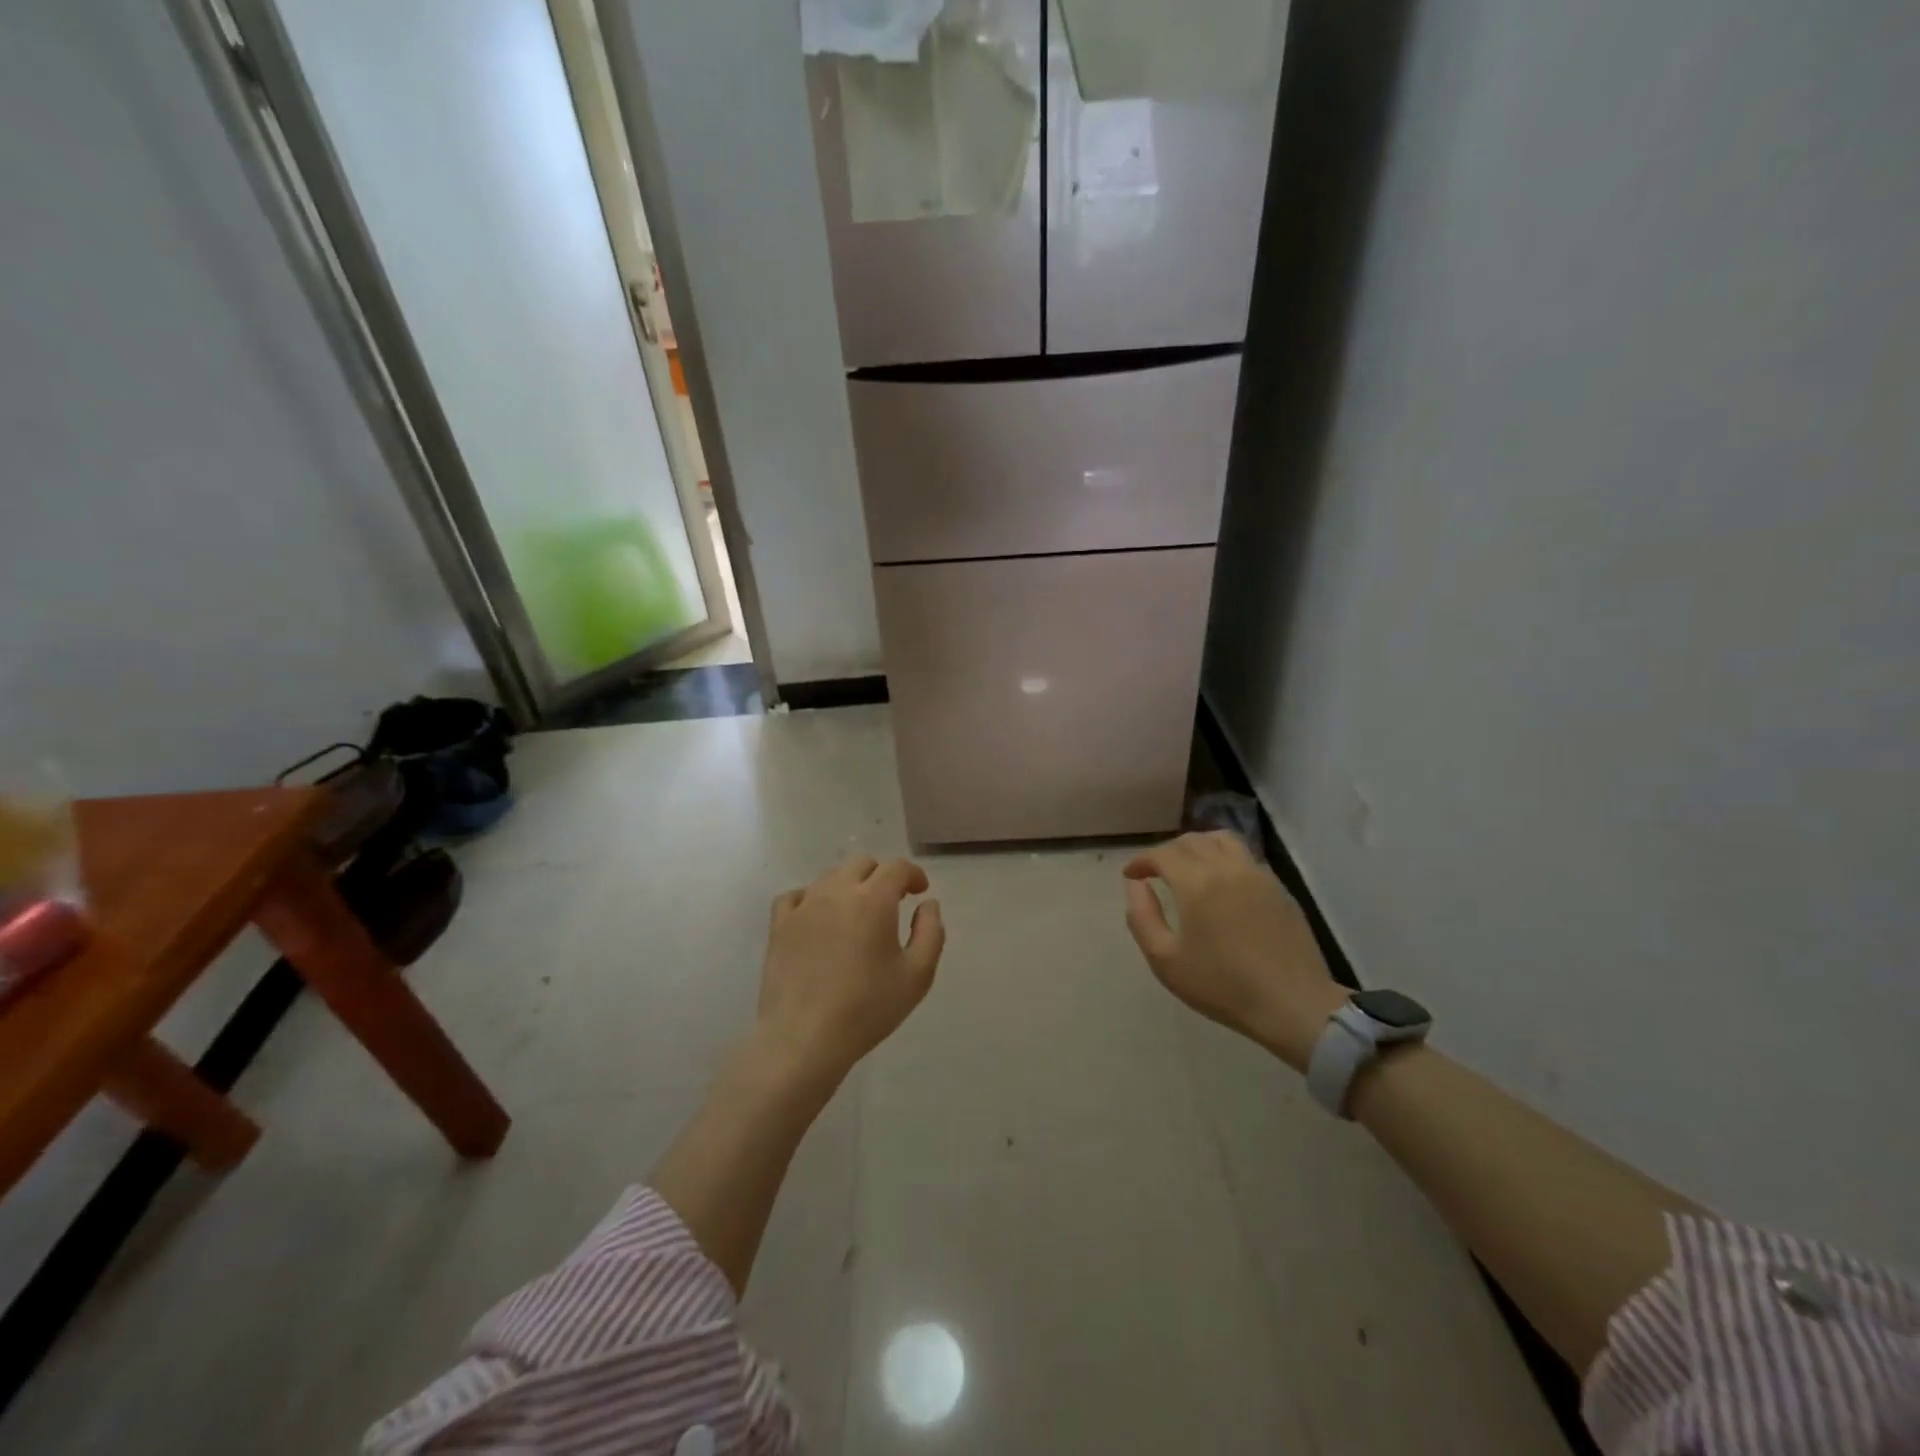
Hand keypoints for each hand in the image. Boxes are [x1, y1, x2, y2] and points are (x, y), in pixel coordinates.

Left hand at [754, 855, 944, 1090]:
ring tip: (856, 913)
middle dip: (882, 876)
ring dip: (849, 885)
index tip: (920, 892)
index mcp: (873, 900)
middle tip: (891, 903)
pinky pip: (796, 895)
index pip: (897, 868)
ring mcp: (803, 906)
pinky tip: (817, 918)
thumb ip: (931, 932)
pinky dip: (811, 898)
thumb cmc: (867, 1008)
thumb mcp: (917, 976)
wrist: (804, 1038)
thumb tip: (928, 904)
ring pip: (830, 876)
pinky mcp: (779, 925)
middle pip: (862, 864)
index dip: (913, 874)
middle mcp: (837, 892)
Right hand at [1123, 832, 1345, 1070]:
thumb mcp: (1165, 960)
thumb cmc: (1222, 986)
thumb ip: (1142, 917)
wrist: (1292, 1004)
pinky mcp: (1278, 888)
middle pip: (1192, 840)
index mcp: (1197, 883)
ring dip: (1198, 845)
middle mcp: (1227, 868)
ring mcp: (1258, 875)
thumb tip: (1135, 886)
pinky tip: (1221, 883)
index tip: (1131, 875)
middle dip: (1167, 851)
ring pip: (1223, 840)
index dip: (1142, 860)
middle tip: (1155, 871)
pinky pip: (1245, 857)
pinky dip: (1224, 858)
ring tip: (1188, 866)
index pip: (1163, 854)